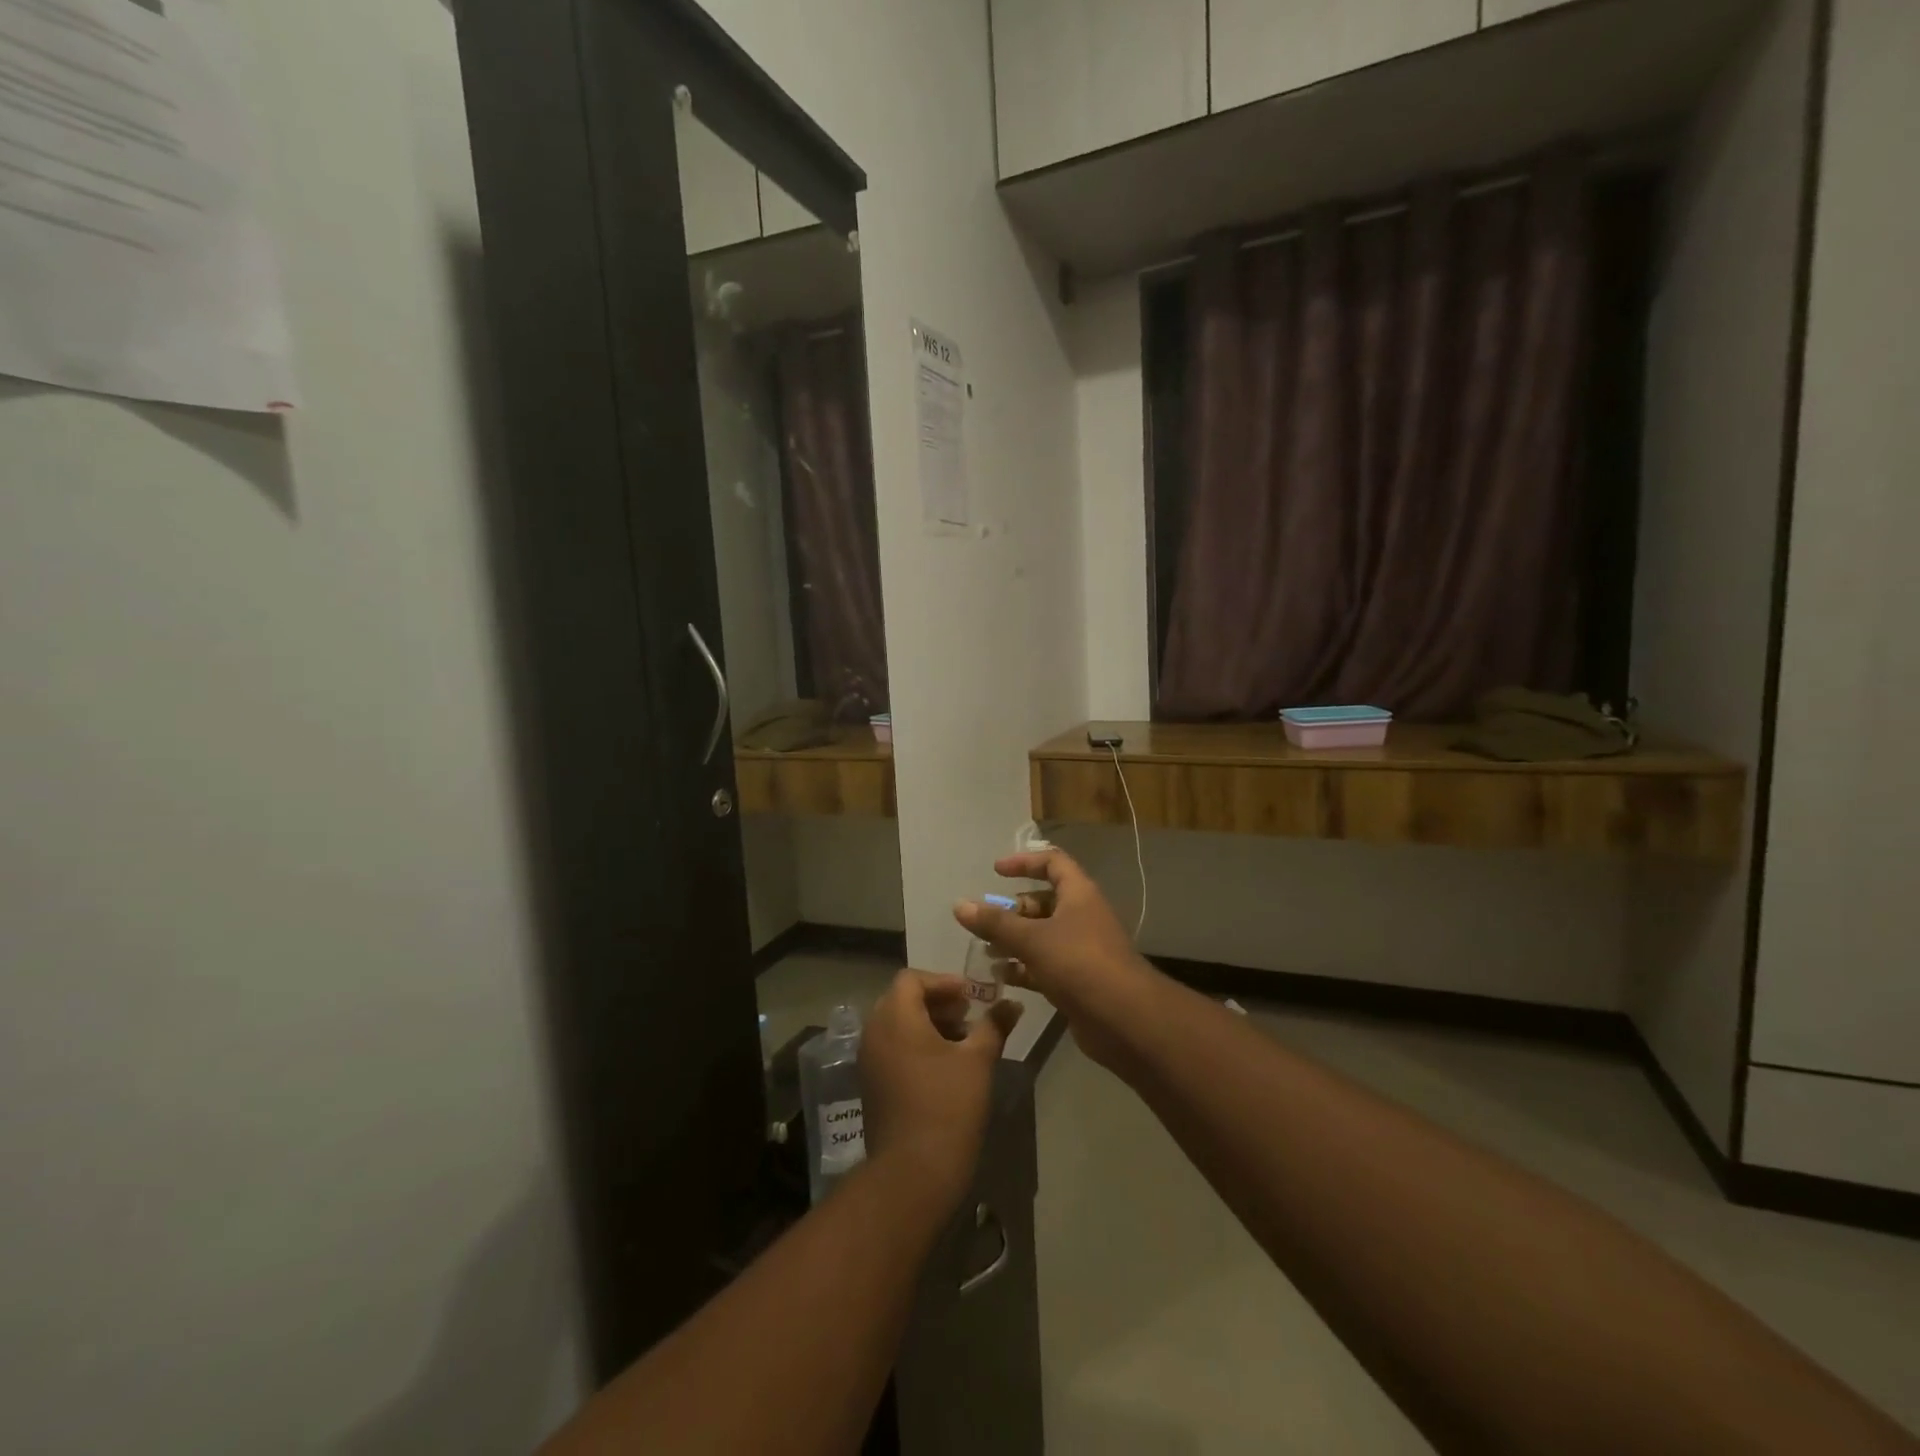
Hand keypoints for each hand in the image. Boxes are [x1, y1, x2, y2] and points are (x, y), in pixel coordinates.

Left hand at [859, 971, 1021, 1205]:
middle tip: (969, 1015)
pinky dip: (915, 1044)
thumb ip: (995, 1025)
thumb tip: (1013, 1004)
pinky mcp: (871, 1084)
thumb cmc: (948, 1105)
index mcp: (895, 1017)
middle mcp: (874, 1032)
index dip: (943, 982)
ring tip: (962, 1041)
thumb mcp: (978, 1060)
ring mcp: (868, 1060)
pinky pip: (891, 1048)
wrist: (913, 1172)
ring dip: (927, 1023)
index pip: (912, 979)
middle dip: (937, 1002)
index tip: (971, 997)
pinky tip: (944, 1066)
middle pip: (902, 999)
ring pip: (897, 1025)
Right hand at [954, 849, 1162, 1071]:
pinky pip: (1044, 965)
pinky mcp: (1077, 980)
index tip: (996, 871)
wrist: (1124, 1019)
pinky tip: (999, 977)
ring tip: (984, 950)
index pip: (1052, 863)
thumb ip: (995, 923)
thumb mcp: (1032, 939)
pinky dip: (1023, 968)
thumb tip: (959, 905)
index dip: (1024, 862)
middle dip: (1013, 910)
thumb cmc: (1079, 964)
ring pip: (1042, 936)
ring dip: (1014, 941)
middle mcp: (1081, 917)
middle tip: (984, 921)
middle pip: (1044, 902)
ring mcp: (1081, 950)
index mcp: (1078, 895)